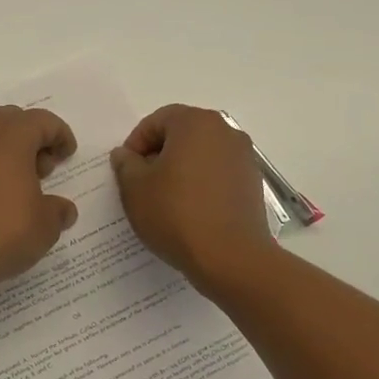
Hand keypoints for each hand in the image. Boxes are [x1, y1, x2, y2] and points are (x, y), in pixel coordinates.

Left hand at [0, 107, 79, 295]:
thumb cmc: (1, 231)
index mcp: (11, 136)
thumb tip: (62, 209)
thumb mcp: (45, 226)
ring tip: (19, 185)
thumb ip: (58, 211)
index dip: (60, 135)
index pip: (43, 121)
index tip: (67, 157)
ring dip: (8, 150)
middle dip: (32, 138)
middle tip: (43, 169)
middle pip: (12, 120)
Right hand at [110, 104, 273, 288]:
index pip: (156, 121)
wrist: (231, 258)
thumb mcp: (135, 187)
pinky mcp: (252, 184)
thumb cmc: (176, 214)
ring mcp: (244, 157)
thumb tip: (126, 155)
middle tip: (142, 184)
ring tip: (165, 200)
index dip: (135, 144)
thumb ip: (125, 164)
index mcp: (195, 122)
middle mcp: (225, 131)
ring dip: (180, 170)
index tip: (126, 171)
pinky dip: (201, 185)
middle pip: (181, 134)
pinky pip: (218, 174)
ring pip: (201, 155)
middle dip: (158, 155)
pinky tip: (189, 211)